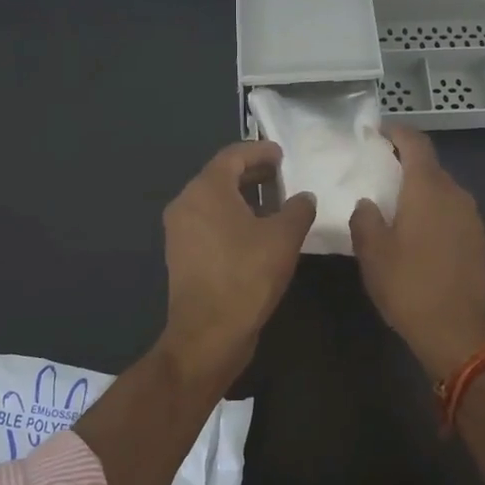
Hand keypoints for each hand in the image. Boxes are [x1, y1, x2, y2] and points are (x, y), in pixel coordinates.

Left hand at [157, 140, 315, 389]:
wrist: (209, 334)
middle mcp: (186, 203)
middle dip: (252, 173)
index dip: (260, 150)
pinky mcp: (182, 255)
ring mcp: (180, 231)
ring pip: (214, 201)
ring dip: (244, 197)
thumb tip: (304, 197)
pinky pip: (209, 222)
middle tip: (282, 175)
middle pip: (220, 176)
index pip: (233, 155)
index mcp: (206, 190)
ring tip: (275, 203)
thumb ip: (298, 209)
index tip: (282, 154)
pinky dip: (232, 217)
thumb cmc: (247, 276)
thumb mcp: (284, 238)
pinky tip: (257, 232)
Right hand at [349, 128, 484, 383]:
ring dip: (420, 189)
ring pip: (443, 189)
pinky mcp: (478, 238)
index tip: (377, 133)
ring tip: (395, 205)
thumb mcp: (372, 252)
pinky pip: (452, 211)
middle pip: (430, 166)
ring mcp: (471, 217)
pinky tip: (418, 232)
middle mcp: (455, 194)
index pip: (416, 143)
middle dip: (405, 163)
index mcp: (428, 189)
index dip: (397, 133)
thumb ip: (365, 218)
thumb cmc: (408, 285)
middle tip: (378, 173)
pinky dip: (434, 210)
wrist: (455, 330)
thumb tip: (368, 203)